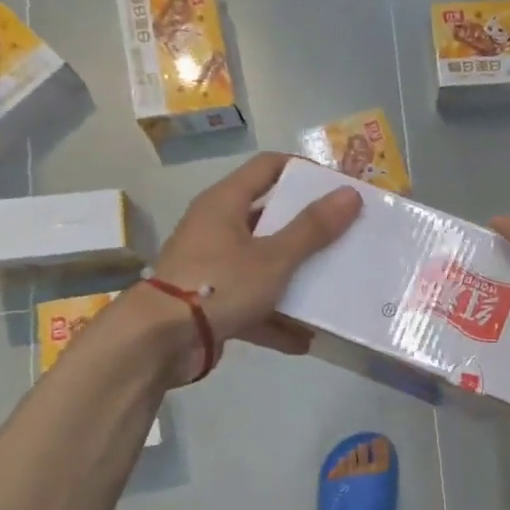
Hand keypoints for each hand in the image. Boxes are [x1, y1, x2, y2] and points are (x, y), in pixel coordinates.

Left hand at [148, 153, 359, 358]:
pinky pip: (253, 306)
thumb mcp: (274, 256)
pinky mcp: (212, 305)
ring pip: (263, 265)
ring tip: (332, 286)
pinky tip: (306, 338)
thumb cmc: (219, 285)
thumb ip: (313, 228)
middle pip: (270, 218)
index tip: (338, 187)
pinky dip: (276, 319)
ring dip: (295, 279)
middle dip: (308, 230)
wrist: (159, 342)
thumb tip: (350, 194)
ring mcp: (213, 269)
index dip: (304, 171)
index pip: (268, 167)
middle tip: (345, 235)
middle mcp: (217, 229)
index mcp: (225, 204)